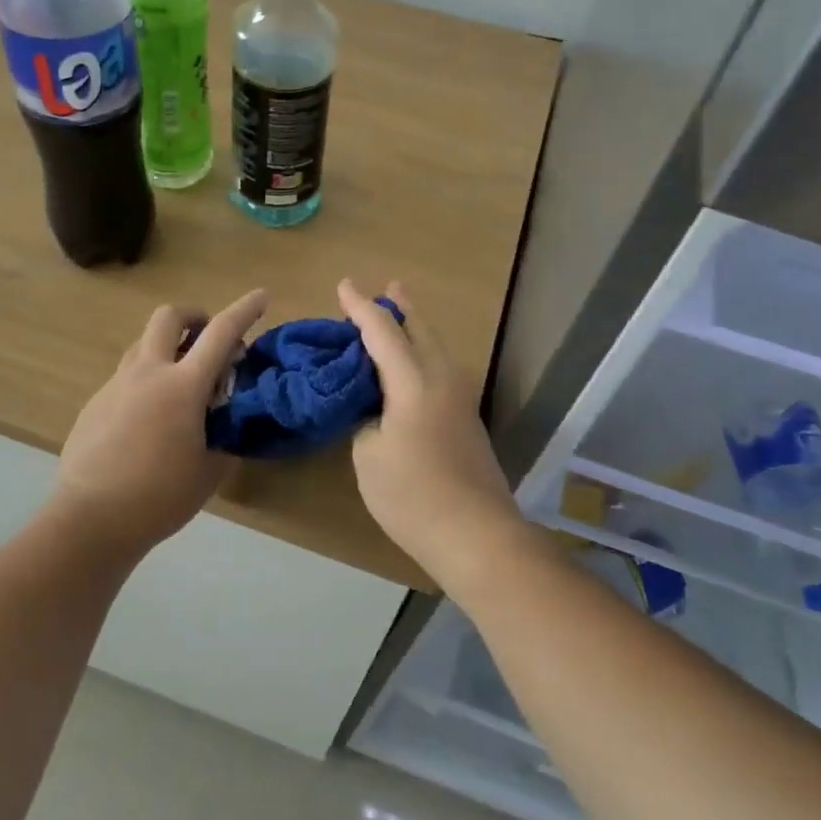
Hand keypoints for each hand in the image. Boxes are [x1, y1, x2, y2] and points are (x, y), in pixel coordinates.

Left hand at [53, 288, 268, 551]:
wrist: (91, 519)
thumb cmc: (160, 496)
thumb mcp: (210, 470)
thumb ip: (224, 435)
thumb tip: (224, 419)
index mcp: (182, 386)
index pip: (221, 332)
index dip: (245, 310)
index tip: (262, 296)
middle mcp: (147, 373)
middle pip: (169, 317)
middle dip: (194, 316)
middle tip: (208, 341)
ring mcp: (116, 385)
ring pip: (143, 344)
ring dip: (168, 348)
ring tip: (181, 384)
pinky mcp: (95, 403)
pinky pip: (125, 376)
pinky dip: (146, 380)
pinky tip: (149, 420)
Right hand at [337, 280, 529, 586]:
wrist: (477, 535)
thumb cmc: (413, 496)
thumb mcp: (369, 457)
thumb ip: (366, 421)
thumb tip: (374, 411)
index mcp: (414, 383)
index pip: (383, 331)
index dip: (360, 307)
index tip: (343, 285)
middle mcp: (443, 379)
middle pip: (421, 330)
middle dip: (401, 307)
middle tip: (388, 287)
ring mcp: (460, 399)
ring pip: (436, 348)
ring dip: (415, 329)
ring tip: (401, 315)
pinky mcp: (467, 420)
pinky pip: (441, 369)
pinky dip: (422, 354)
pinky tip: (411, 366)